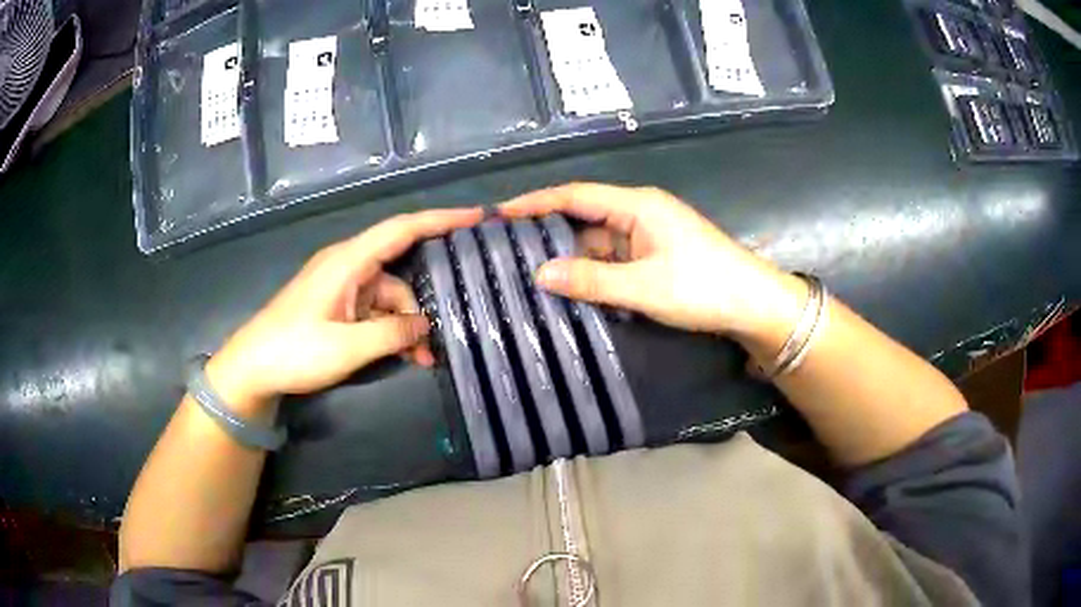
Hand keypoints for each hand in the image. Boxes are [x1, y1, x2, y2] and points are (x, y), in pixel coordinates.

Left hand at [206, 208, 483, 413]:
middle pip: (399, 271)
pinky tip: (404, 356)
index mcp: (348, 261)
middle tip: (450, 323)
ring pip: (389, 297)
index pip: (402, 229)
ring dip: (406, 325)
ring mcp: (342, 286)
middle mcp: (348, 266)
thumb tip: (425, 326)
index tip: (477, 216)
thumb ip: (392, 334)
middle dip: (423, 301)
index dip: (441, 219)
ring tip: (423, 360)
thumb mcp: (348, 347)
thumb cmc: (295, 351)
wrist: (253, 368)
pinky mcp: (338, 305)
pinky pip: (374, 311)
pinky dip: (390, 330)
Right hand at [500, 183, 805, 339]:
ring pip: (597, 241)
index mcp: (636, 205)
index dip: (536, 202)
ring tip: (528, 272)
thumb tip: (539, 274)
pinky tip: (570, 287)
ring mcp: (647, 236)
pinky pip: (613, 259)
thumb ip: (591, 280)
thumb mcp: (643, 287)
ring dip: (570, 257)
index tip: (499, 212)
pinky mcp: (655, 256)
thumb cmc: (703, 287)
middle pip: (583, 216)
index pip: (576, 195)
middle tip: (506, 249)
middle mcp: (638, 213)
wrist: (754, 305)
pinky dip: (592, 272)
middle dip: (547, 232)